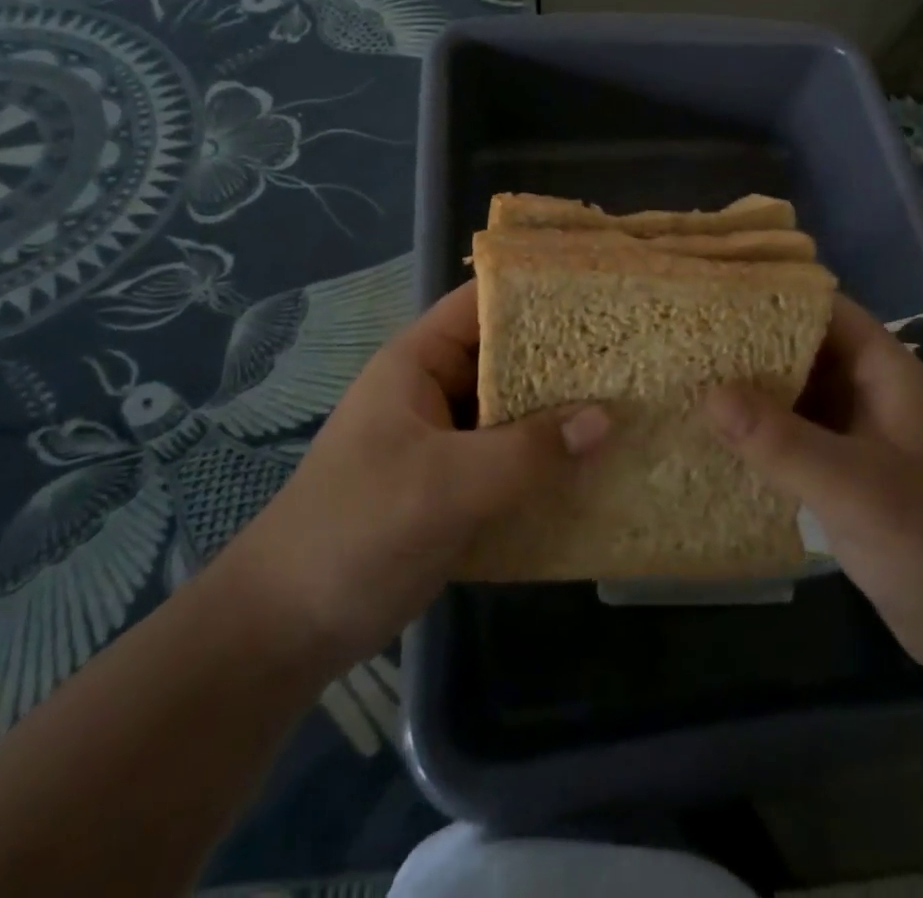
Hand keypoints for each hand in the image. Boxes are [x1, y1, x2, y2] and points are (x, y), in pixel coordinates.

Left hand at [224, 280, 609, 665]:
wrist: (286, 630)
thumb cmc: (356, 531)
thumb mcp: (444, 485)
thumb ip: (527, 451)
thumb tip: (607, 418)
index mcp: (420, 362)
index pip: (485, 303)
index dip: (539, 292)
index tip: (604, 295)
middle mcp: (436, 390)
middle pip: (510, 358)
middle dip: (566, 360)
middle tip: (636, 357)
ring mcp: (447, 440)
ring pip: (516, 412)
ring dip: (562, 416)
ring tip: (633, 406)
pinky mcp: (457, 486)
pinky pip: (513, 459)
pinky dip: (548, 461)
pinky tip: (597, 469)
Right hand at [702, 295, 922, 674]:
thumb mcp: (855, 487)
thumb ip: (782, 441)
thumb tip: (708, 394)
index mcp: (885, 372)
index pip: (825, 309)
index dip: (773, 294)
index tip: (711, 291)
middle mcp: (869, 393)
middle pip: (802, 348)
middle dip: (748, 342)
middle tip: (682, 338)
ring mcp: (857, 436)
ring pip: (795, 395)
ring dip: (749, 390)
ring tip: (683, 378)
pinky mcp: (844, 476)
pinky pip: (793, 438)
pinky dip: (759, 434)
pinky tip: (712, 438)